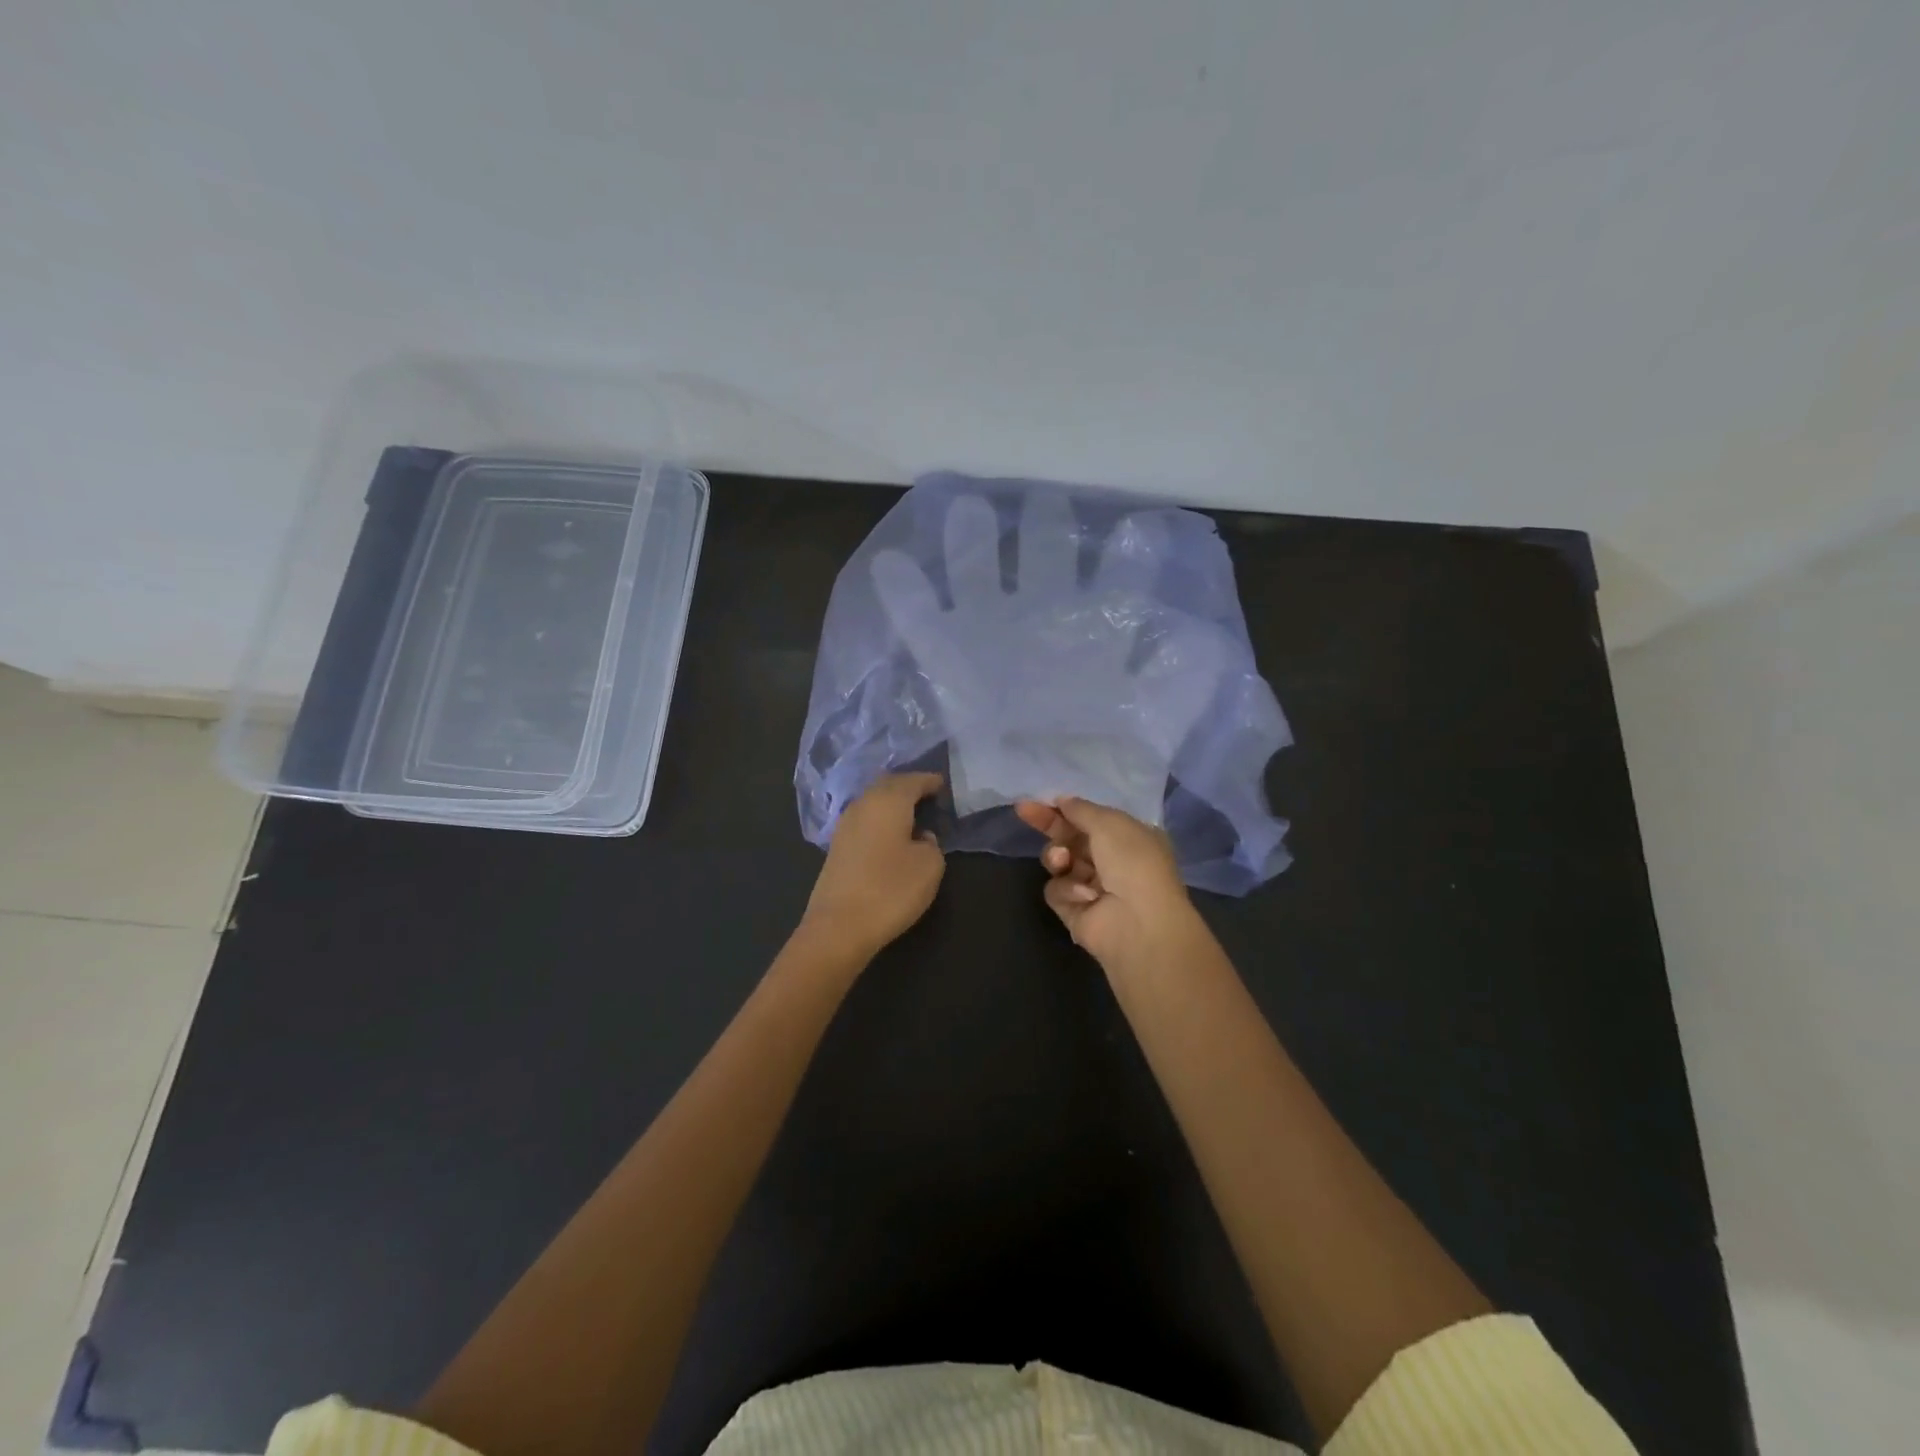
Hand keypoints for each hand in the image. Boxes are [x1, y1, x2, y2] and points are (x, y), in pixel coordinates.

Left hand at [802, 773, 946, 959]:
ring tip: (912, 813)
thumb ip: (932, 844)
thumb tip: (921, 837)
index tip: (943, 784)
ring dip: (892, 803)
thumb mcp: (930, 866)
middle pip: (888, 785)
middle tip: (928, 794)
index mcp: (888, 801)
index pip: (912, 781)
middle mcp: (863, 805)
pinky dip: (881, 819)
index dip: (929, 781)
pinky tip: (891, 833)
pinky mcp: (837, 847)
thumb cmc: (891, 890)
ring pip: (873, 802)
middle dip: (908, 786)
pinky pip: (865, 820)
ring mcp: (845, 825)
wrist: (838, 927)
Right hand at [1014, 796, 1202, 972]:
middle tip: (1025, 811)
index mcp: (1128, 838)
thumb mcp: (1110, 823)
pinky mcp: (1076, 911)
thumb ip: (1082, 810)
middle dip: (1050, 826)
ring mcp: (1093, 887)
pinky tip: (1085, 896)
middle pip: (1070, 838)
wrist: (1139, 923)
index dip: (1065, 809)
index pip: (1090, 818)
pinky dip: (1067, 890)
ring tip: (1064, 862)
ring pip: (1059, 863)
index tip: (1039, 801)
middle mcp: (1112, 862)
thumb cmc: (1132, 863)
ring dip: (1057, 858)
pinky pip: (1057, 890)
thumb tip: (1063, 801)